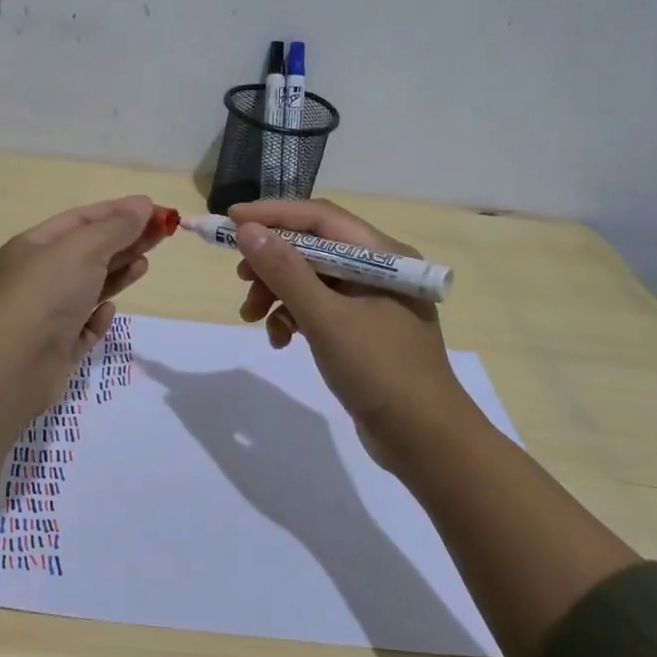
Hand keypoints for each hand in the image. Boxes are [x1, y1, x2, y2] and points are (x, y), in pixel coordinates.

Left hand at [0, 195, 167, 377]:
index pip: (83, 219)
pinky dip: (99, 315)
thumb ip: (117, 227)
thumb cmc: (48, 293)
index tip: (157, 211)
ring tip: (145, 265)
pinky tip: (109, 311)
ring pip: (90, 286)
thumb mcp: (84, 248)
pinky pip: (84, 324)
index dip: (121, 212)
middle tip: (163, 235)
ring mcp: (48, 312)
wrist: (16, 364)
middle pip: (90, 250)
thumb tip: (144, 205)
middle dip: (126, 240)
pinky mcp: (58, 346)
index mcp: (35, 245)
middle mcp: (39, 276)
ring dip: (118, 273)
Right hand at [230, 199, 473, 448]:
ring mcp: (370, 301)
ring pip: (311, 279)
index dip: (272, 214)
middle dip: (271, 262)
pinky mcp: (362, 329)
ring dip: (277, 293)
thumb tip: (247, 230)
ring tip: (251, 317)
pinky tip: (280, 341)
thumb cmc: (381, 371)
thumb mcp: (327, 319)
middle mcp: (378, 270)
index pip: (319, 218)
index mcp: (381, 256)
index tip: (229, 220)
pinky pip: (318, 308)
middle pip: (312, 247)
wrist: (426, 442)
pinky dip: (293, 317)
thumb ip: (286, 272)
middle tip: (240, 278)